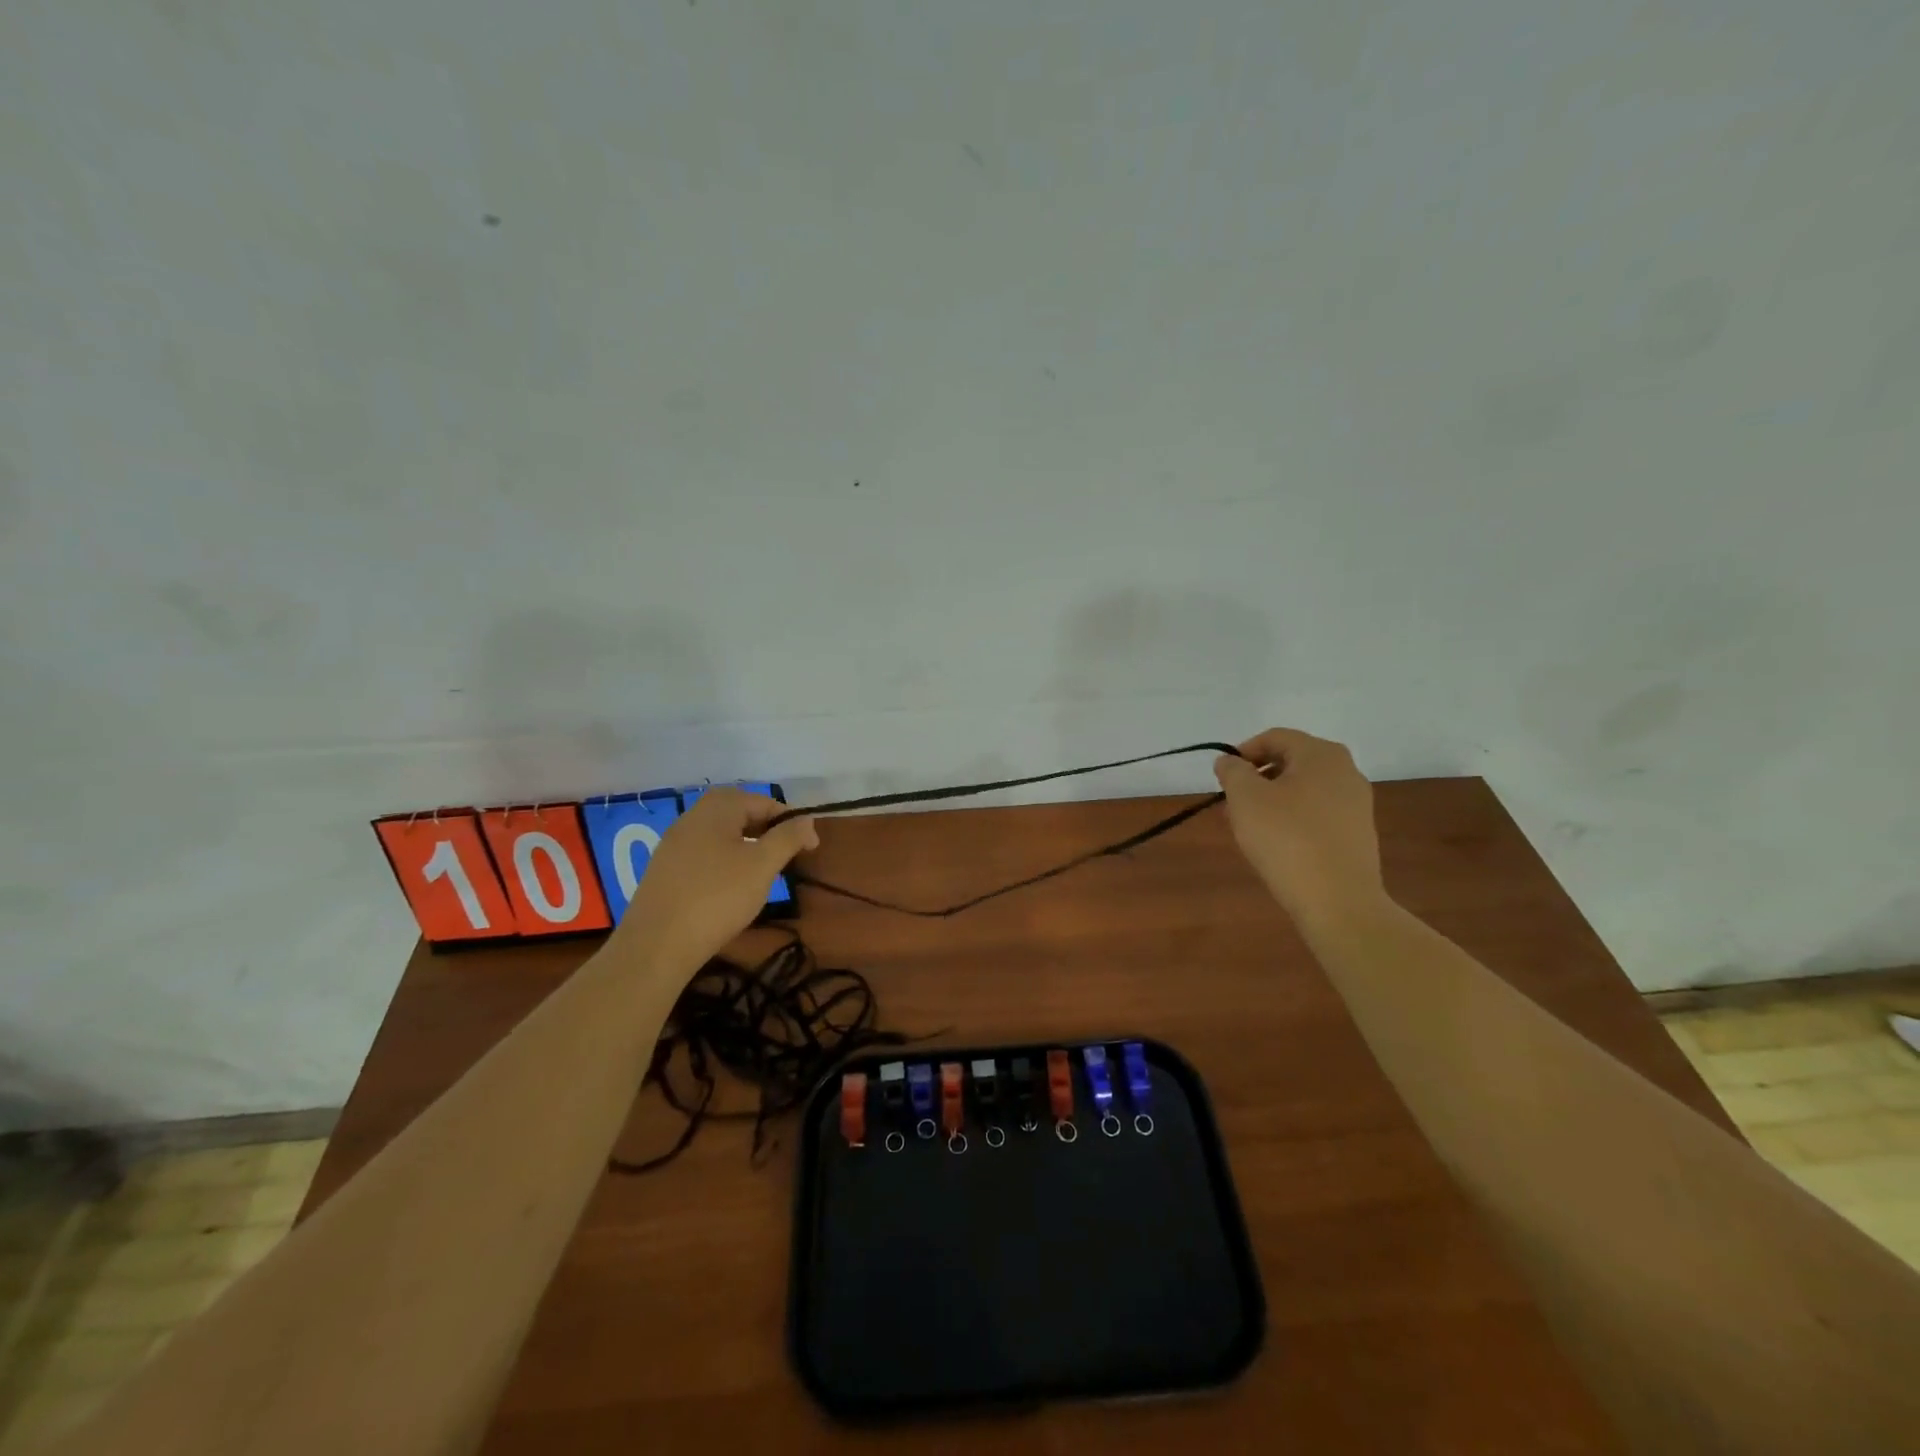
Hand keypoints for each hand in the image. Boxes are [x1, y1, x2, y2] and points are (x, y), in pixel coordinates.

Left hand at [618, 788, 817, 971]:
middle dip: (765, 827)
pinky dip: (723, 860)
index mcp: (716, 809)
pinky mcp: (663, 871)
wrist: (657, 945)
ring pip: (718, 833)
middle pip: (736, 811)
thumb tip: (806, 820)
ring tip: (761, 870)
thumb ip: (788, 837)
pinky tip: (730, 886)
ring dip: (744, 844)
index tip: (810, 846)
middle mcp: (691, 818)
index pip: (761, 801)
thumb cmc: (718, 897)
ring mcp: (672, 845)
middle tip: (784, 852)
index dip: (790, 820)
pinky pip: (702, 853)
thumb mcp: (763, 865)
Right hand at [1213, 728, 1384, 929]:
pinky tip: (1276, 844)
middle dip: (1257, 778)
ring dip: (1272, 800)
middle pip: (1291, 762)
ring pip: (1303, 789)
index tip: (1223, 777)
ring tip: (1248, 826)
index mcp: (1321, 754)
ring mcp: (1356, 804)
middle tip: (1232, 803)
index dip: (1243, 752)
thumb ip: (1232, 772)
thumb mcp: (1245, 798)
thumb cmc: (1286, 839)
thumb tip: (1230, 762)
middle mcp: (1346, 771)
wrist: (1339, 901)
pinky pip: (1317, 813)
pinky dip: (1293, 819)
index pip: (1275, 737)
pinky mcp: (1357, 834)